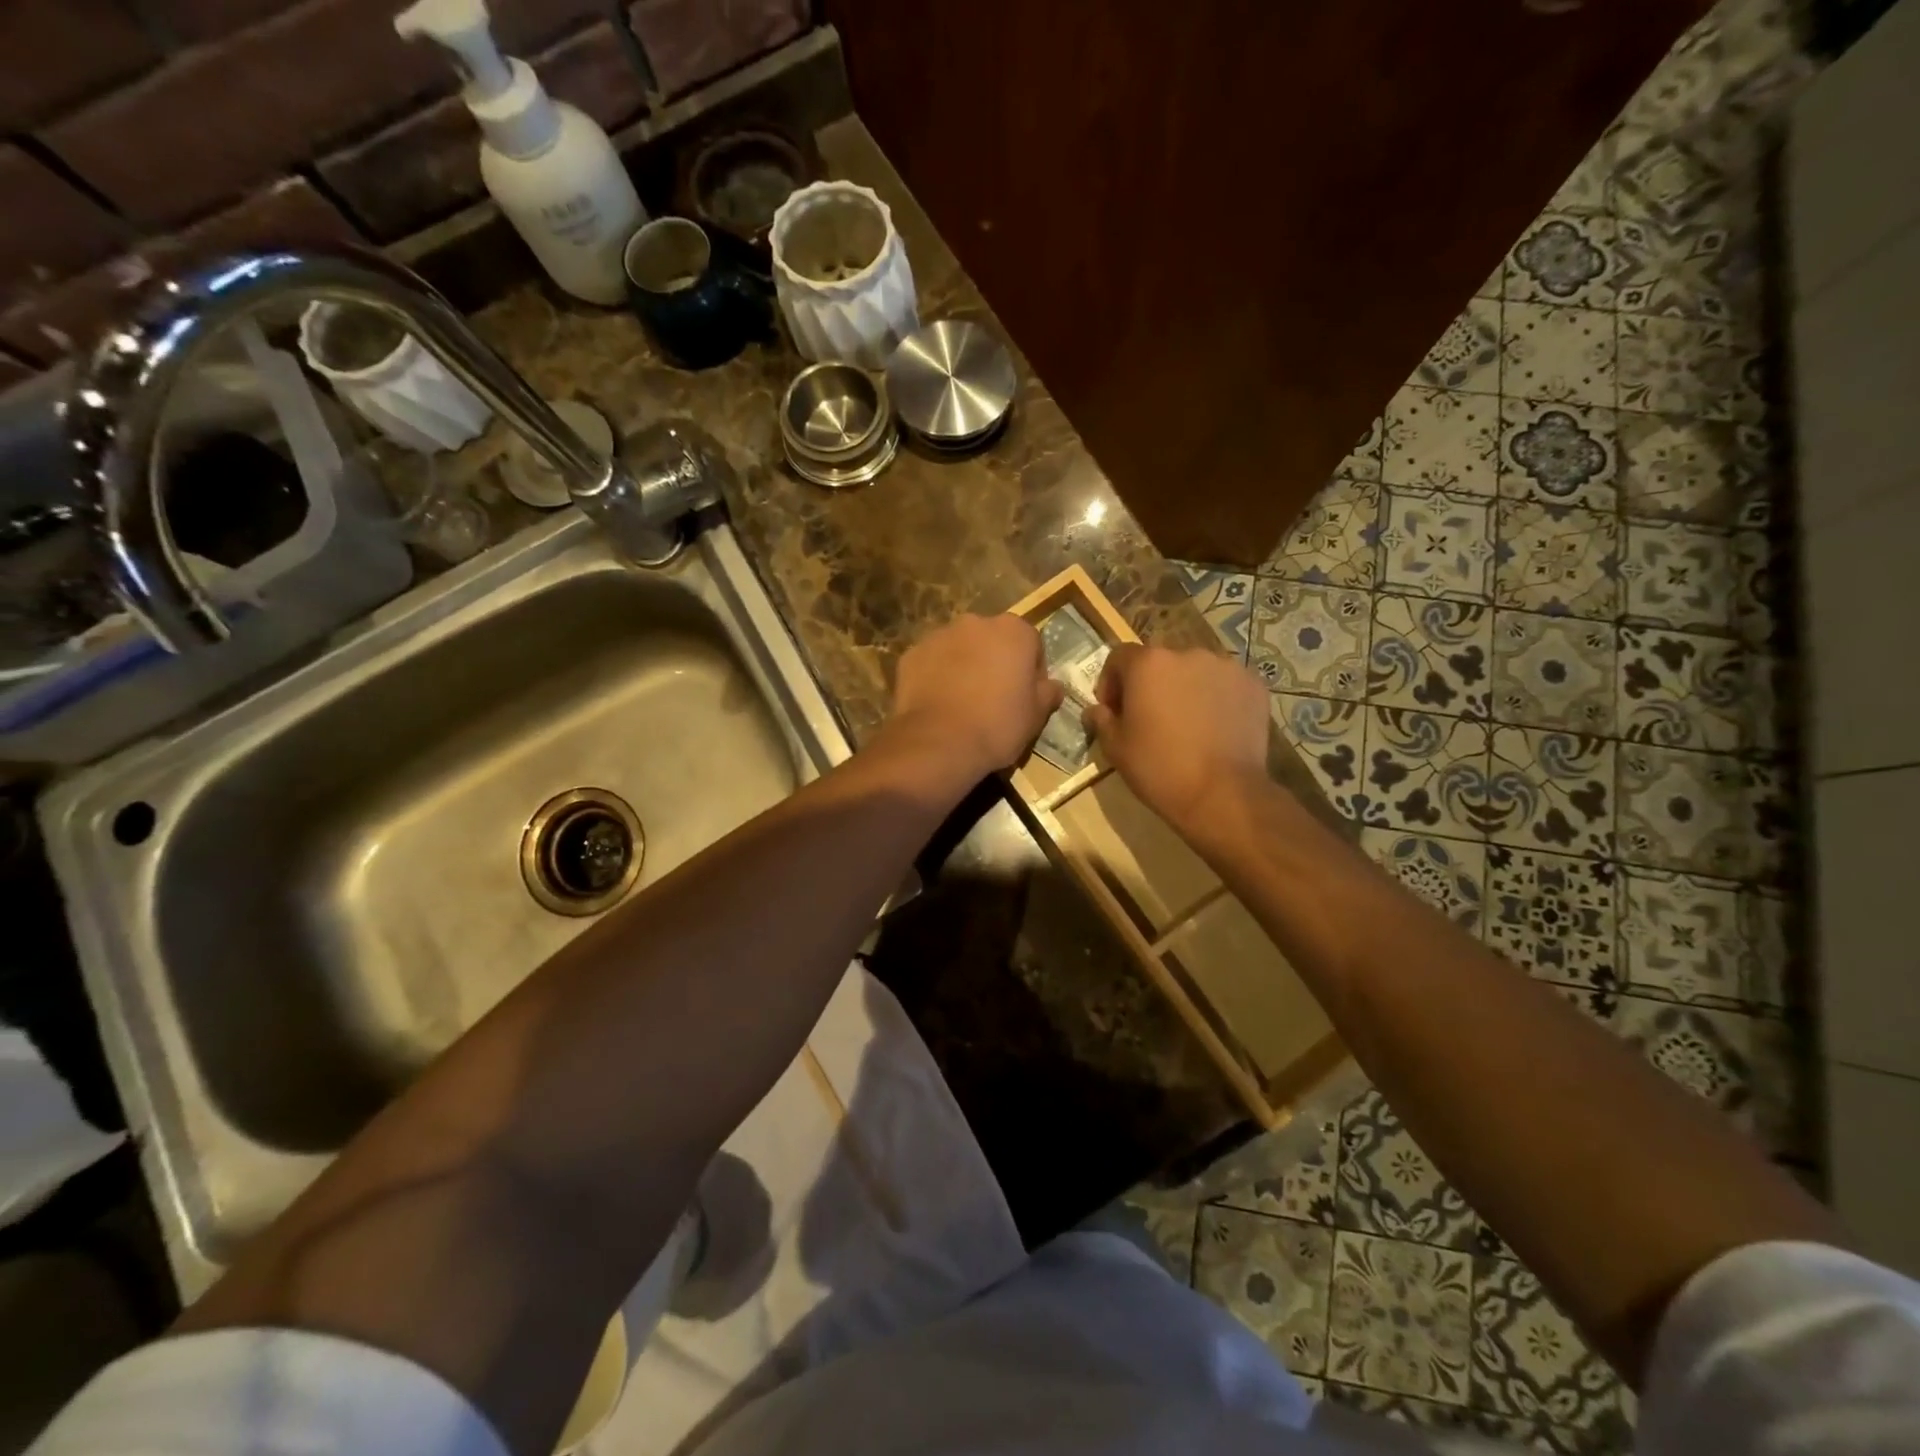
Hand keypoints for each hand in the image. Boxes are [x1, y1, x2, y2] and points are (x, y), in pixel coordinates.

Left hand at [887, 614, 1063, 782]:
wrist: (939, 743)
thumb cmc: (998, 725)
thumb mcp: (1036, 715)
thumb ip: (1048, 692)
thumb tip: (1052, 686)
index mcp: (1013, 631)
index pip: (1031, 644)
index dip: (1031, 671)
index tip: (1026, 696)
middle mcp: (975, 623)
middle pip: (992, 641)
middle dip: (995, 662)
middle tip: (994, 698)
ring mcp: (938, 636)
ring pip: (959, 649)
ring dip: (965, 667)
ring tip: (963, 703)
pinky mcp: (911, 654)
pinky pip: (932, 663)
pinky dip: (937, 676)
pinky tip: (939, 705)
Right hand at [1083, 644, 1269, 834]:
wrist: (1222, 794)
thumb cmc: (1159, 768)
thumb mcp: (1116, 748)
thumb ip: (1102, 720)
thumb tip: (1097, 710)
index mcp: (1148, 663)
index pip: (1120, 657)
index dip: (1111, 682)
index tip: (1113, 711)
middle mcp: (1187, 653)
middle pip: (1160, 662)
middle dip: (1150, 684)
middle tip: (1150, 718)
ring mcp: (1226, 667)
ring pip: (1194, 671)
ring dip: (1184, 689)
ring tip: (1186, 724)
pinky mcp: (1253, 685)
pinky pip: (1225, 685)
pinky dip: (1216, 698)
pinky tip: (1214, 728)